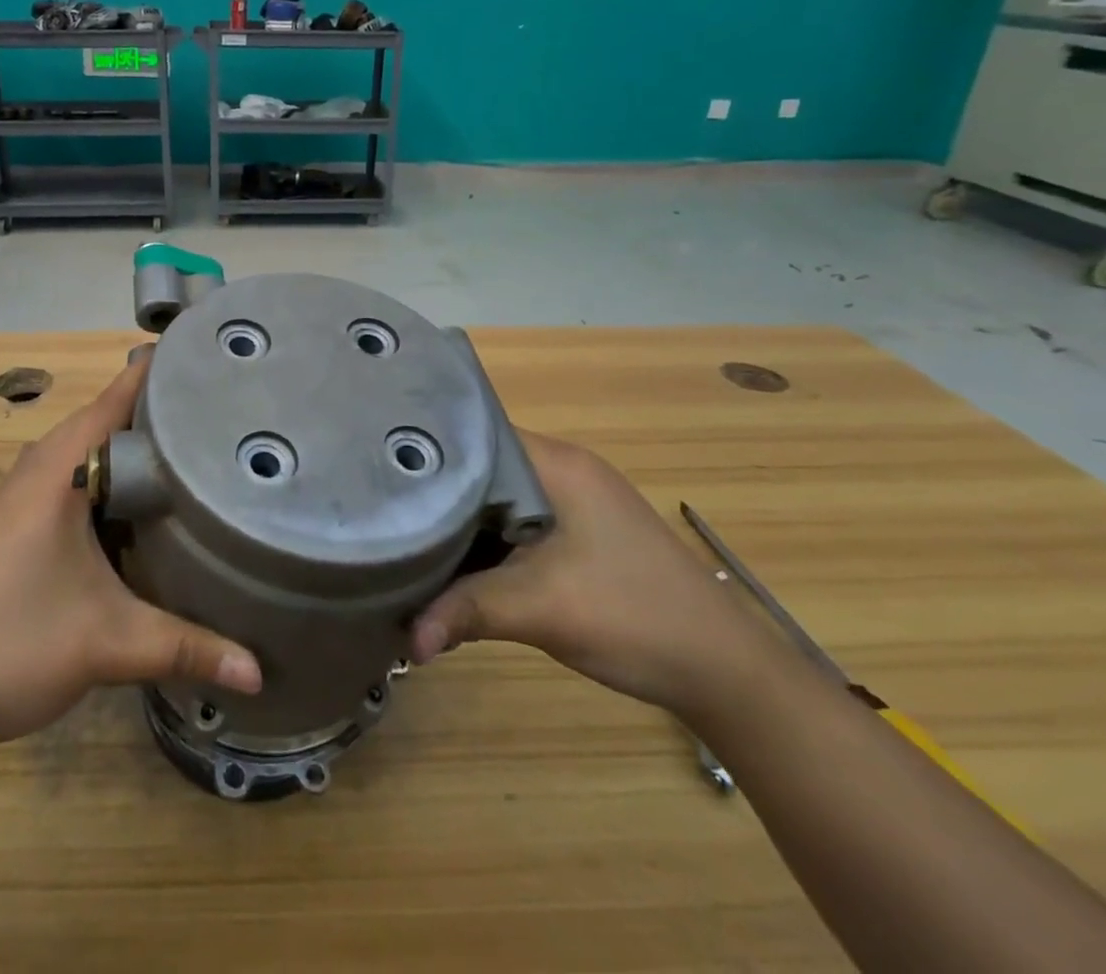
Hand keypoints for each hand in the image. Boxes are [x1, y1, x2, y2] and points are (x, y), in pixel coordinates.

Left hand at [0, 352, 261, 753]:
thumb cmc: (12, 646)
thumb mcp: (109, 643)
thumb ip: (187, 648)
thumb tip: (258, 671)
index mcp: (56, 471)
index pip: (113, 400)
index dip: (158, 374)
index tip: (205, 356)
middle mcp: (36, 470)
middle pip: (104, 421)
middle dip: (156, 412)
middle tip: (216, 407)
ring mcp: (19, 498)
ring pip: (86, 453)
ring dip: (130, 447)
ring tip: (189, 447)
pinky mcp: (14, 526)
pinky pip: (71, 479)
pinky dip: (108, 477)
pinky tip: (139, 503)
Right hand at [411, 432, 770, 715]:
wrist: (725, 672)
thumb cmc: (633, 615)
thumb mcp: (540, 609)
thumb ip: (466, 611)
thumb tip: (405, 640)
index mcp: (557, 463)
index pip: (476, 433)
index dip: (429, 447)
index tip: (379, 465)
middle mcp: (564, 470)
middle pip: (483, 467)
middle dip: (437, 490)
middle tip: (381, 504)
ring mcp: (576, 503)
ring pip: (498, 499)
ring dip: (462, 521)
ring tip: (404, 531)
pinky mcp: (582, 534)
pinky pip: (517, 524)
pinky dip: (487, 541)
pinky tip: (455, 562)